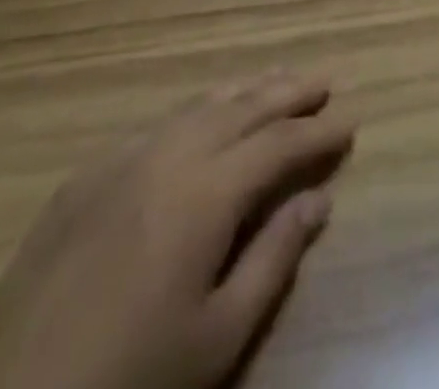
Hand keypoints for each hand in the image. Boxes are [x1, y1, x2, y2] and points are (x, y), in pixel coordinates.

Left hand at [0, 72, 353, 388]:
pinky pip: (158, 123)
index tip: (350, 121)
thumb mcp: (216, 337)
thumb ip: (272, 260)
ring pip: (199, 106)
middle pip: (243, 108)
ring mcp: (124, 158)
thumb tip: (318, 201)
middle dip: (288, 92)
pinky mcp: (88, 174)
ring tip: (275, 80)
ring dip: (244, 91)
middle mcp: (170, 155)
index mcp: (207, 192)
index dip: (318, 132)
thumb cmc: (128, 376)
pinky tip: (202, 116)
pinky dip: (196, 111)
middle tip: (323, 80)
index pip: (280, 144)